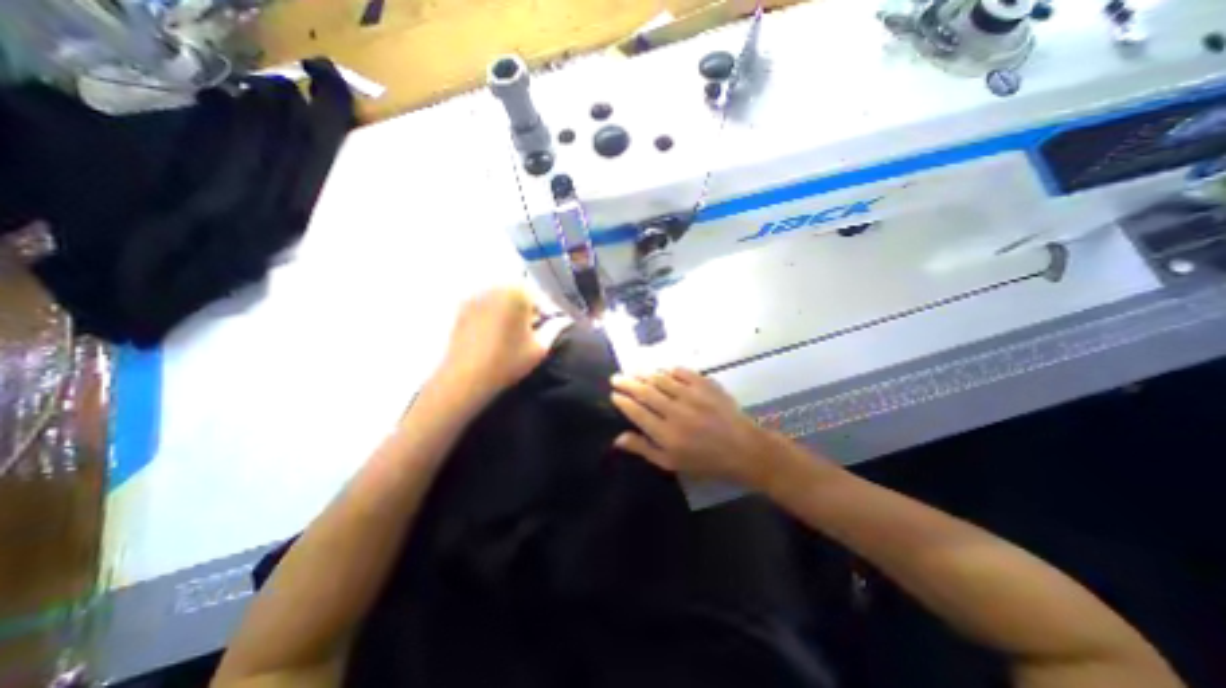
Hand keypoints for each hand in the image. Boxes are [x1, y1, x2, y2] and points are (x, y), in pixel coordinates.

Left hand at [435, 286, 568, 406]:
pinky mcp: (462, 307)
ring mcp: (475, 296)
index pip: (541, 297)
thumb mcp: (540, 347)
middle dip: (529, 308)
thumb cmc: (507, 361)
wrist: (465, 377)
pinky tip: (496, 332)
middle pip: (521, 294)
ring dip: (512, 309)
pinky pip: (486, 304)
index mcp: (517, 293)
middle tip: (533, 329)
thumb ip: (556, 328)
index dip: (549, 313)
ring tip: (515, 331)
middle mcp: (495, 287)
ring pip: (503, 298)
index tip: (550, 327)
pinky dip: (495, 312)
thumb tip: (566, 319)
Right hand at [609, 367, 785, 486]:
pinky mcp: (706, 385)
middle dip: (627, 383)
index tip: (614, 394)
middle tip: (616, 377)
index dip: (623, 401)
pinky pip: (683, 372)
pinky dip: (669, 370)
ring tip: (634, 371)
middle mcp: (675, 411)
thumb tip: (618, 439)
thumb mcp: (672, 464)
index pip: (637, 412)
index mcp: (666, 434)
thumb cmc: (706, 461)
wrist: (744, 449)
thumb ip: (644, 449)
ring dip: (644, 374)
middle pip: (645, 392)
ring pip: (661, 379)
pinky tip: (662, 369)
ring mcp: (692, 396)